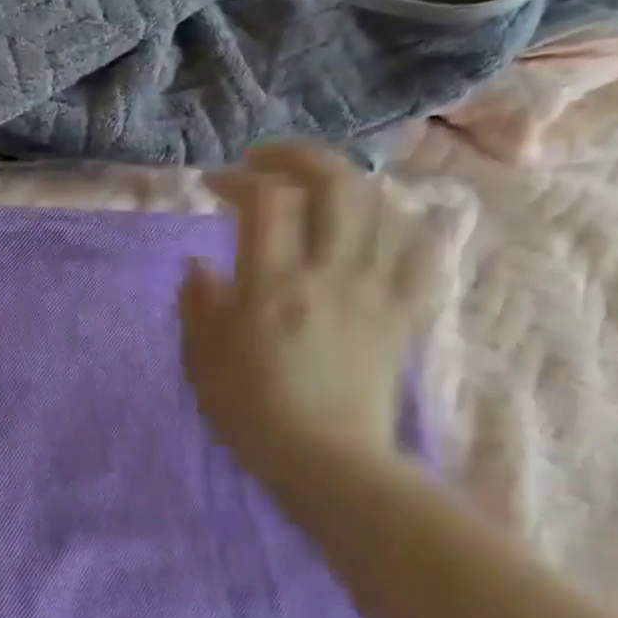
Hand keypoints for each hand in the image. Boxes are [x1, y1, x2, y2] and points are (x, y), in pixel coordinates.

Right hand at [181, 144, 437, 469]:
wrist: (325, 460)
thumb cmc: (249, 411)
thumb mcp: (201, 358)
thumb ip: (198, 303)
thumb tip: (200, 264)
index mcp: (272, 286)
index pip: (266, 202)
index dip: (239, 178)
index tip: (215, 183)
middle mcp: (330, 274)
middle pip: (336, 185)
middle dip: (300, 157)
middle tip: (269, 161)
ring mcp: (375, 290)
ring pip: (382, 207)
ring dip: (347, 182)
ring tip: (318, 187)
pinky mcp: (403, 312)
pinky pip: (419, 251)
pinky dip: (402, 222)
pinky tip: (380, 221)